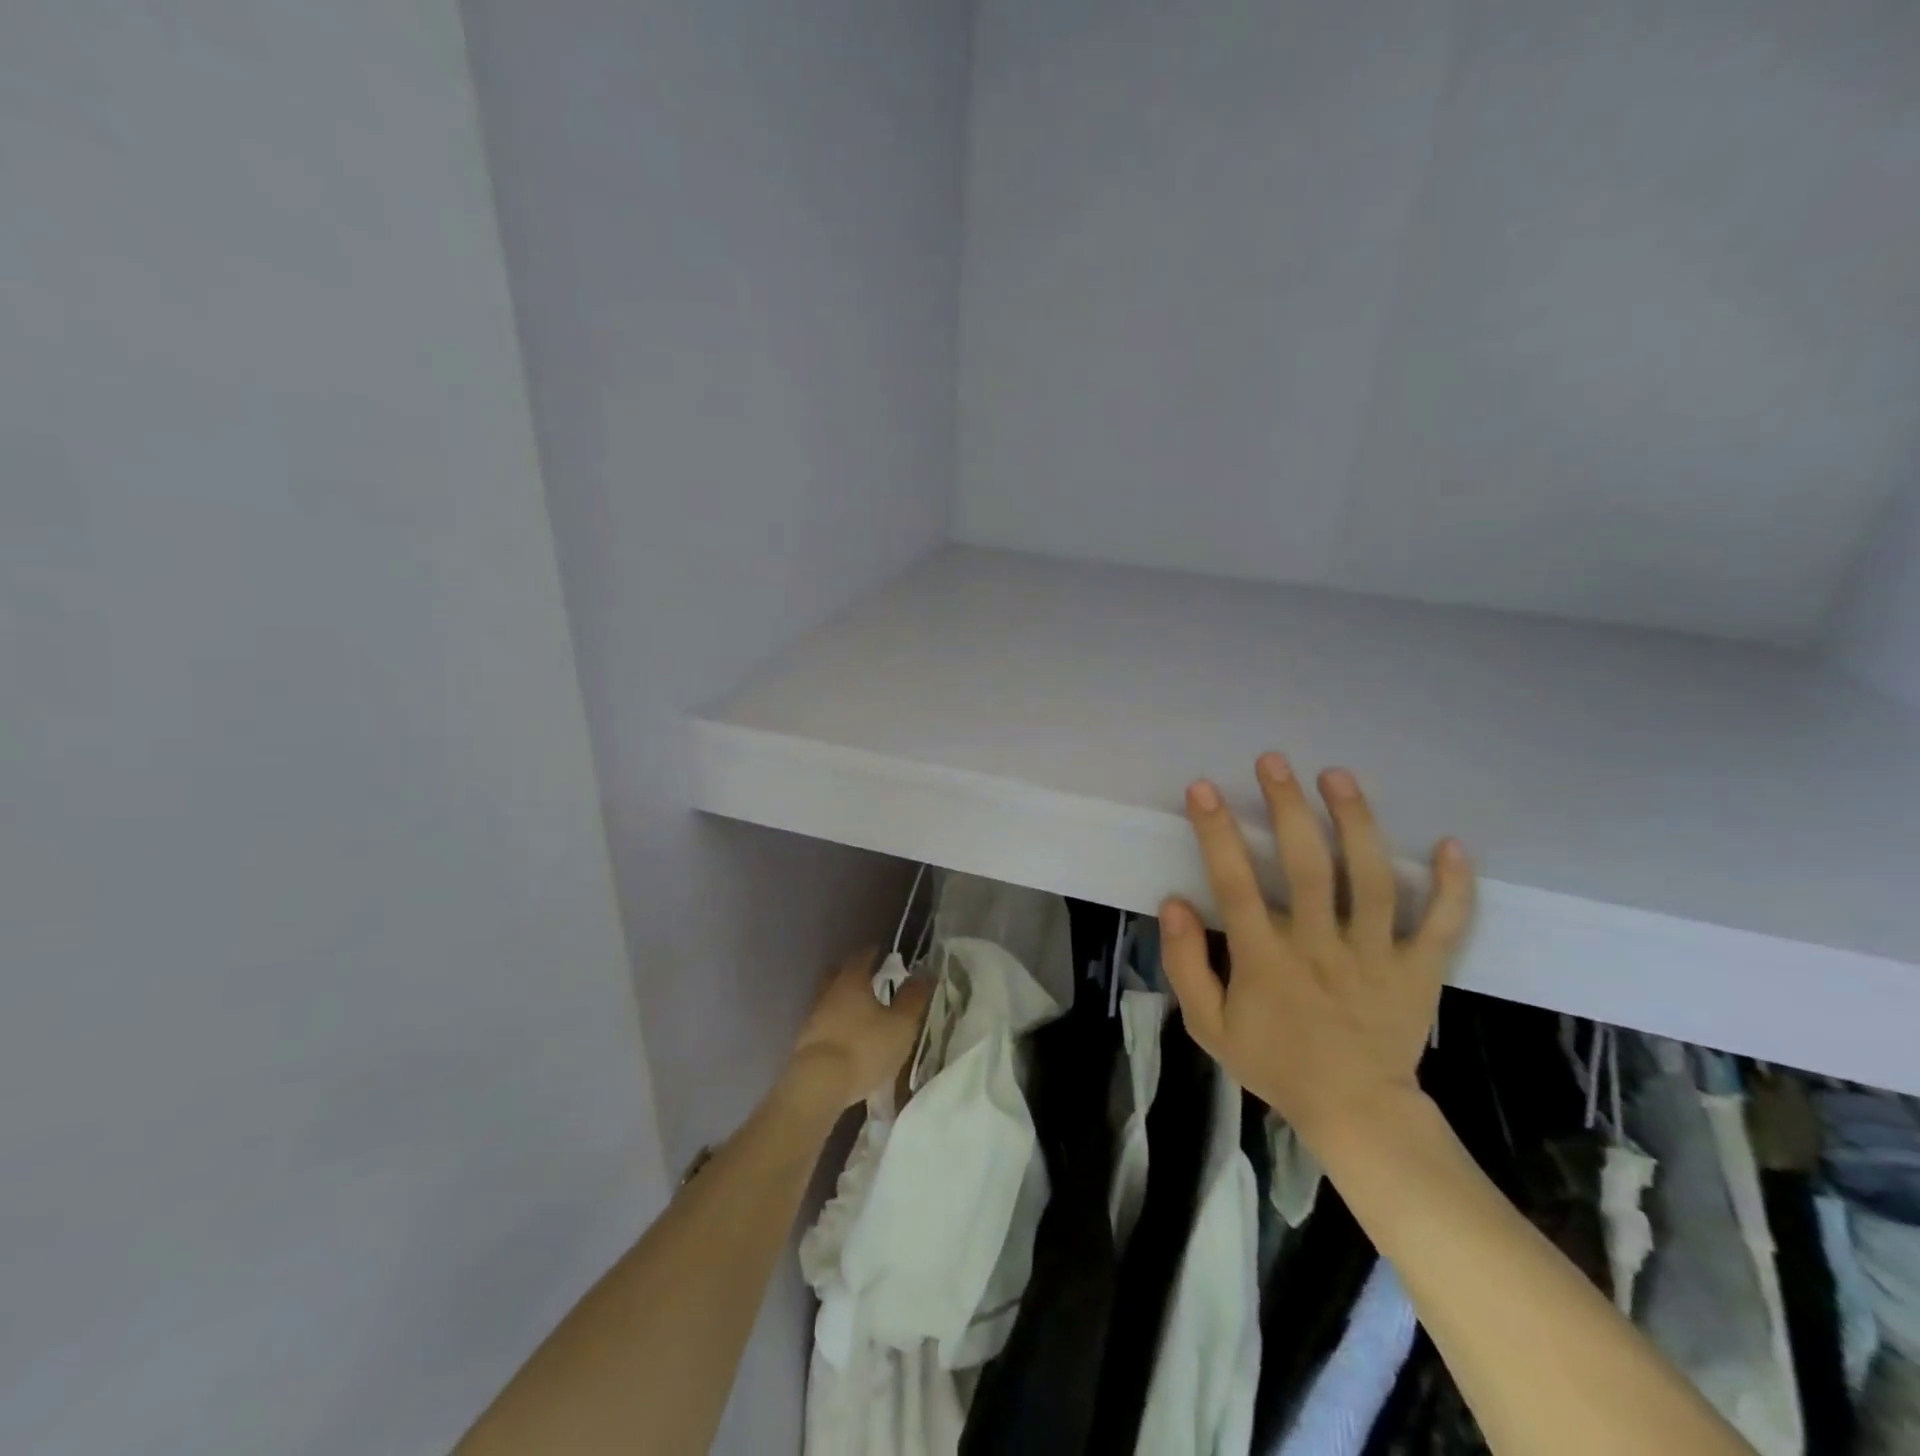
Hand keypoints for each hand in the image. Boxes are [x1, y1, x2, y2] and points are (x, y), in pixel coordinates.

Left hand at [780, 946, 932, 1116]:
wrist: (817, 1086)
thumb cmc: (864, 1048)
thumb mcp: (901, 1025)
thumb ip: (913, 998)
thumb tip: (924, 973)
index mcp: (851, 980)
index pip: (863, 956)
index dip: (876, 952)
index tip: (888, 955)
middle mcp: (829, 991)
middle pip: (840, 974)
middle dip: (855, 974)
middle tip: (873, 981)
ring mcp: (813, 1017)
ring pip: (830, 999)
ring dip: (844, 1003)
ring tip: (864, 1015)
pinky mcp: (805, 1043)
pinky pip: (825, 1024)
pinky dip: (837, 1025)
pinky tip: (849, 1039)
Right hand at [1160, 754, 1474, 1148]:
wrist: (1355, 1113)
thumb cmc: (1275, 1063)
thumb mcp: (1209, 1026)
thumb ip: (1187, 965)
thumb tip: (1174, 904)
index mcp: (1267, 961)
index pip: (1236, 885)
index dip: (1217, 833)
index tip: (1204, 789)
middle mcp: (1321, 948)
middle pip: (1308, 868)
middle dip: (1288, 808)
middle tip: (1274, 762)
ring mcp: (1376, 957)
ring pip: (1372, 881)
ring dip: (1356, 823)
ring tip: (1338, 777)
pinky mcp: (1419, 971)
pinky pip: (1442, 926)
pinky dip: (1453, 887)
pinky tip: (1452, 845)